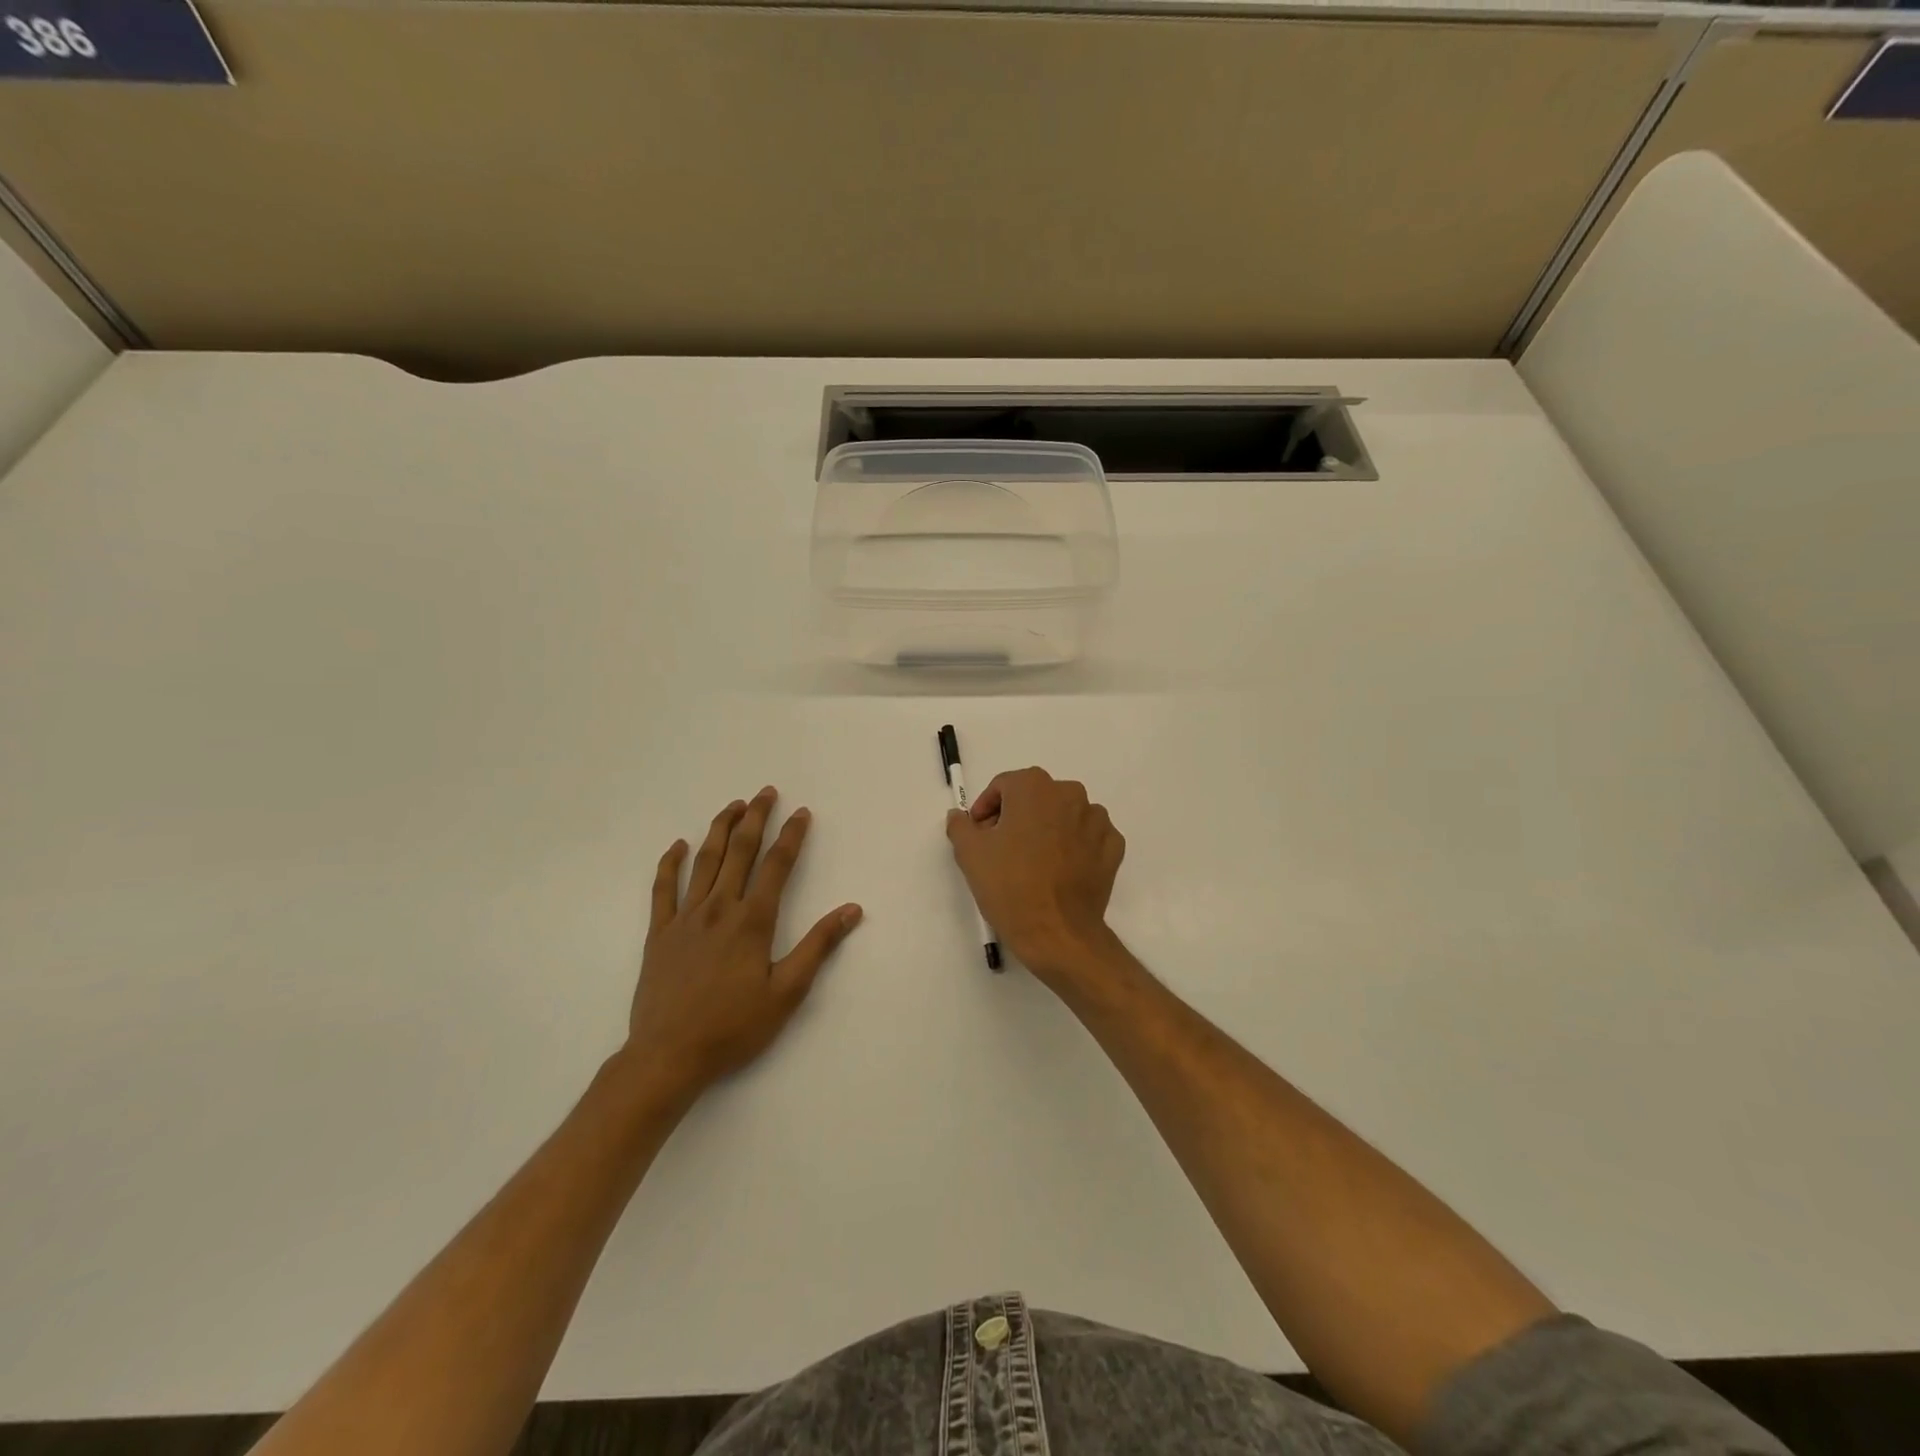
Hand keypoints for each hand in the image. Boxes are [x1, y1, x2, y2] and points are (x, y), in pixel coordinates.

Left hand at [625, 787, 862, 1101]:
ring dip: (720, 829)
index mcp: (753, 921)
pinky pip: (663, 889)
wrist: (668, 1055)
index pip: (777, 866)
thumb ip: (818, 946)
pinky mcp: (659, 933)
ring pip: (704, 861)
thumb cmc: (734, 1027)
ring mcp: (685, 918)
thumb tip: (851, 910)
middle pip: (740, 851)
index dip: (792, 836)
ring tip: (732, 805)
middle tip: (765, 792)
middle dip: (755, 818)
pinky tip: (678, 846)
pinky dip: (670, 864)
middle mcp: (719, 908)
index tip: (801, 813)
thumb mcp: (787, 992)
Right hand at [945, 766, 1124, 986]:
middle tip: (1002, 848)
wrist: (1056, 932)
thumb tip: (961, 816)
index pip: (1003, 786)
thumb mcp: (969, 853)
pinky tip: (1059, 870)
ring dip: (1047, 829)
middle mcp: (1070, 794)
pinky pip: (1087, 837)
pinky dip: (1074, 846)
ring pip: (1064, 816)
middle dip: (1017, 816)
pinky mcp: (1113, 847)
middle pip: (1035, 798)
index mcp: (1034, 787)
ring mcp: (1097, 820)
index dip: (986, 808)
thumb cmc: (1009, 885)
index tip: (979, 833)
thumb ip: (960, 825)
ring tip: (1032, 862)